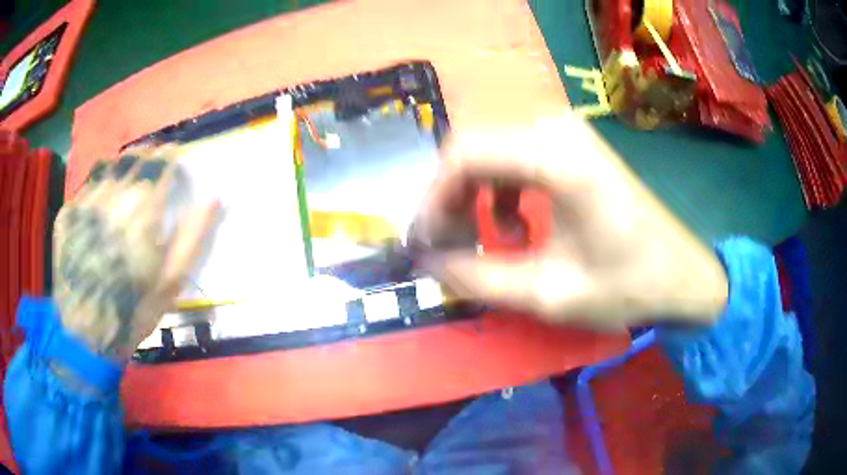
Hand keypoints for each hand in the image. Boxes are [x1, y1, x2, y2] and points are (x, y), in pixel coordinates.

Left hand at [52, 148, 218, 359]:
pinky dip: (99, 184)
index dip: (172, 157)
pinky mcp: (68, 214)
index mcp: (143, 211)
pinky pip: (87, 185)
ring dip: (123, 166)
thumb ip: (194, 235)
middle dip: (149, 156)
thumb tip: (217, 197)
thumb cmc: (134, 310)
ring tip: (128, 178)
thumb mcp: (171, 281)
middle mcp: (114, 197)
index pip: (162, 163)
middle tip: (154, 164)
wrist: (86, 334)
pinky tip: (101, 202)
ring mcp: (86, 203)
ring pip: (110, 165)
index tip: (176, 159)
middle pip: (136, 157)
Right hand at [415, 115, 727, 329]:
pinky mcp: (573, 145)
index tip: (425, 242)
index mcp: (557, 158)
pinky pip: (514, 157)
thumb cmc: (628, 285)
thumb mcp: (550, 294)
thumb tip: (428, 264)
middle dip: (449, 199)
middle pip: (473, 148)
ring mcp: (567, 132)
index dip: (433, 199)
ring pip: (490, 151)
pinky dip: (500, 191)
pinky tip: (517, 227)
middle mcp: (557, 129)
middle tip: (448, 245)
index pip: (464, 155)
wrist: (682, 274)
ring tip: (483, 241)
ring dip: (473, 195)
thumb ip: (480, 280)